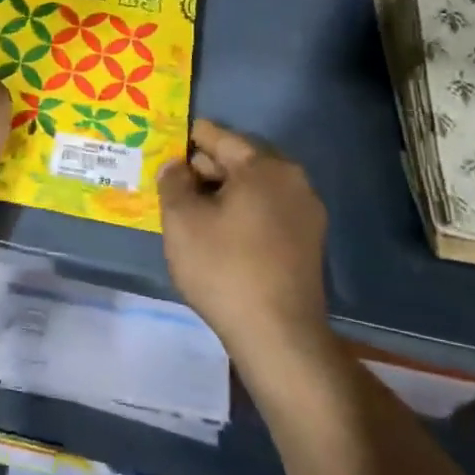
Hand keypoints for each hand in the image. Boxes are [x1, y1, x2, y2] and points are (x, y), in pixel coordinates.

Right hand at [159, 119, 328, 355]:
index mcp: (264, 167)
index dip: (189, 139)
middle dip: (206, 169)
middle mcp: (293, 180)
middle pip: (240, 161)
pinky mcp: (308, 242)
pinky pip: (268, 212)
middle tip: (173, 181)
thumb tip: (176, 166)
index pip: (220, 138)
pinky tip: (219, 233)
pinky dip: (242, 213)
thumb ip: (173, 182)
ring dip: (223, 193)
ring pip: (254, 189)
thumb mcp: (182, 221)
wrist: (278, 336)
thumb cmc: (224, 268)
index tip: (166, 143)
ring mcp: (306, 212)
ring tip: (191, 209)